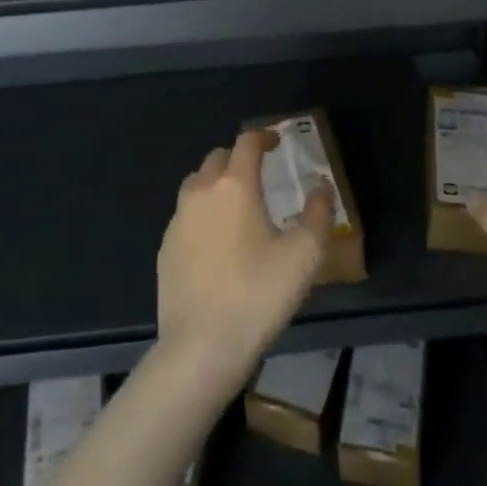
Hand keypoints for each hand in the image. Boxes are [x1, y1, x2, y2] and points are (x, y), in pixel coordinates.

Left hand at [156, 129, 332, 396]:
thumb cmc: (257, 296)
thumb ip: (318, 214)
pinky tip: (216, 242)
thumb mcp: (304, 256)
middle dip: (239, 158)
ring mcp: (178, 220)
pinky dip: (202, 213)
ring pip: (197, 184)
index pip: (247, 142)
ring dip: (217, 183)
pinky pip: (185, 215)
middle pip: (218, 158)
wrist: (200, 348)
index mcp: (235, 185)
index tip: (278, 142)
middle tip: (260, 176)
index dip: (264, 136)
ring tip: (237, 206)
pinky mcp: (165, 248)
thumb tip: (321, 187)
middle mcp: (201, 192)